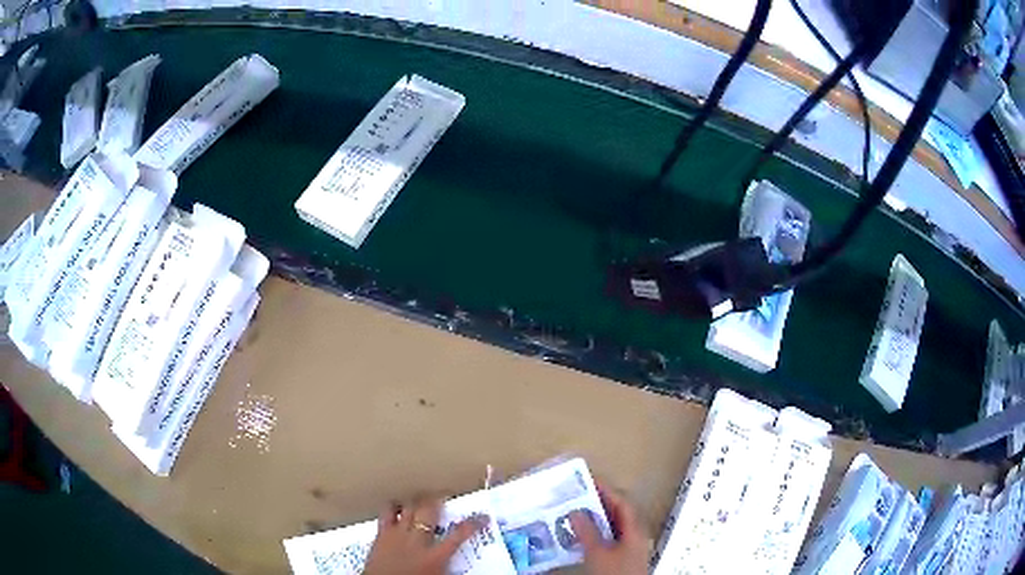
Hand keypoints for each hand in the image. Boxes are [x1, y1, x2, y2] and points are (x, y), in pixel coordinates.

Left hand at [363, 495, 486, 574]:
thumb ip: (449, 567)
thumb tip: (460, 565)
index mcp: (435, 557)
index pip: (460, 535)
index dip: (473, 523)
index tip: (483, 516)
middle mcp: (417, 541)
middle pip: (430, 511)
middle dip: (439, 500)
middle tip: (446, 496)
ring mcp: (397, 535)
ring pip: (409, 507)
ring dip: (418, 501)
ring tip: (424, 498)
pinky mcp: (381, 533)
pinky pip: (387, 512)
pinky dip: (394, 507)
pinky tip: (398, 507)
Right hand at [569, 482, 650, 574]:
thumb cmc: (614, 573)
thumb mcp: (598, 553)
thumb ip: (587, 531)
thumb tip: (575, 511)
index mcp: (635, 529)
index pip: (622, 502)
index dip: (607, 490)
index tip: (587, 480)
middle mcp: (635, 535)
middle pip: (618, 513)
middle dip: (598, 504)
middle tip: (576, 496)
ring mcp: (629, 547)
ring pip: (612, 526)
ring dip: (595, 519)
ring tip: (574, 513)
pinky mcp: (621, 557)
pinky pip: (608, 538)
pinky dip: (595, 533)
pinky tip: (580, 536)